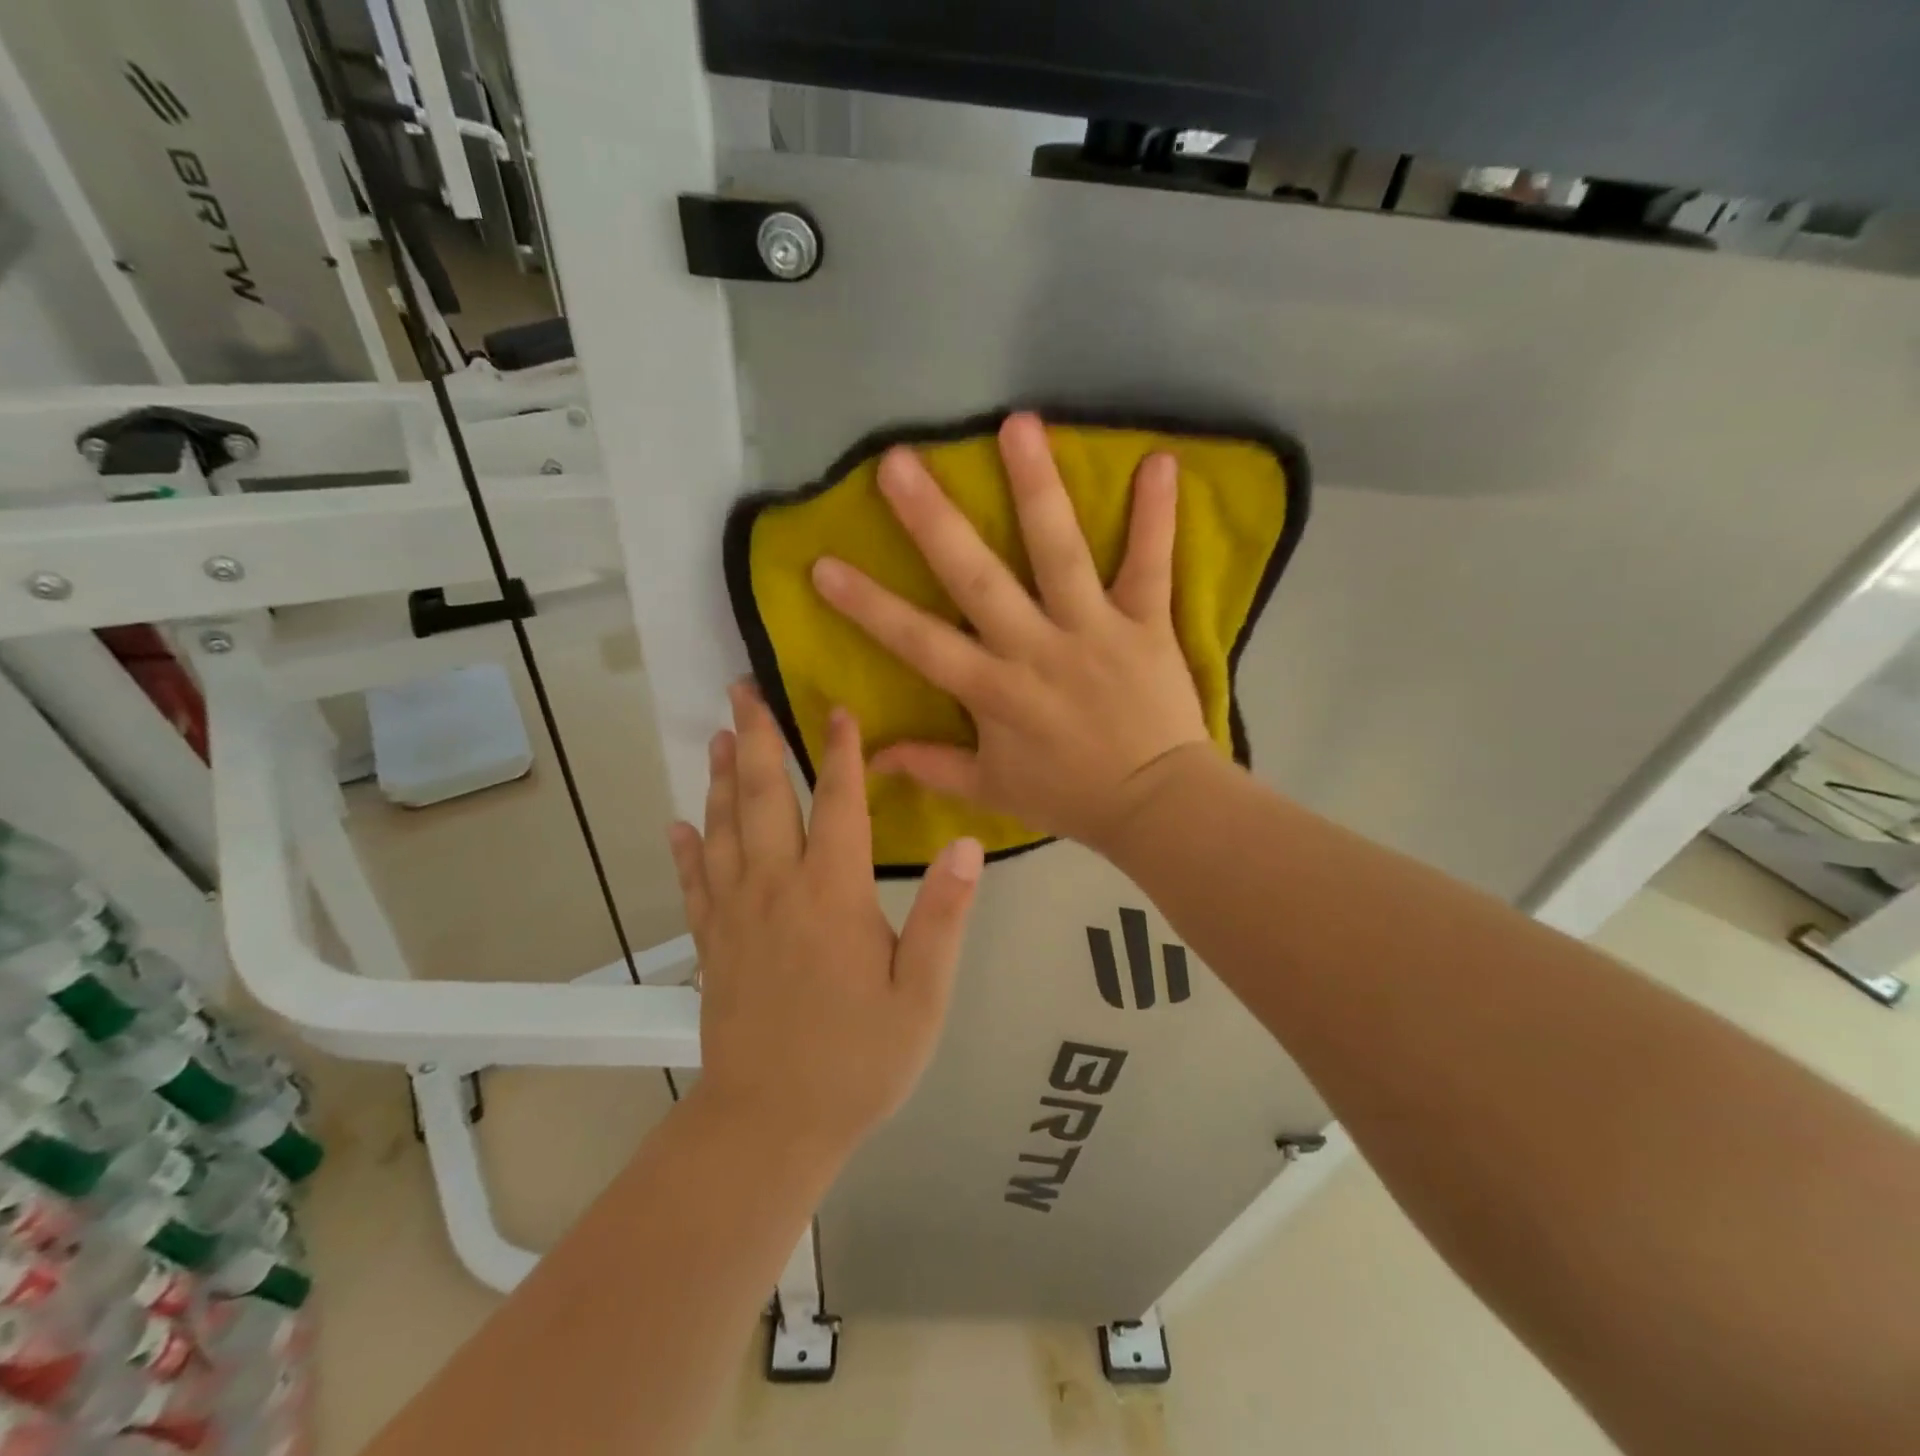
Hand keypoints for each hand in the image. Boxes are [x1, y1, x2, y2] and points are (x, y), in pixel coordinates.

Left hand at [667, 682, 982, 1152]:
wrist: (770, 1126)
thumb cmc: (858, 1060)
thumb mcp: (923, 995)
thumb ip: (943, 916)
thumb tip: (966, 845)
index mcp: (832, 894)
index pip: (838, 804)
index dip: (841, 752)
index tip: (835, 707)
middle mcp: (776, 889)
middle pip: (765, 799)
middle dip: (758, 739)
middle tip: (742, 690)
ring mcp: (735, 915)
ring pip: (723, 830)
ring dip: (722, 779)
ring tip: (720, 736)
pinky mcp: (711, 945)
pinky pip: (693, 884)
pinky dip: (684, 850)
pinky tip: (676, 824)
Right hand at [810, 412, 1212, 851]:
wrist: (1155, 806)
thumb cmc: (1069, 795)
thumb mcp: (992, 790)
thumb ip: (931, 767)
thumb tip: (870, 757)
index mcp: (994, 691)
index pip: (918, 642)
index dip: (868, 606)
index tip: (822, 565)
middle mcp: (1036, 649)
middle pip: (977, 579)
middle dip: (934, 521)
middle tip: (898, 462)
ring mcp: (1094, 630)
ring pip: (1060, 553)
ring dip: (1038, 488)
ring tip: (1017, 423)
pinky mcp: (1146, 623)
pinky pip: (1152, 565)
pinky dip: (1157, 517)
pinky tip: (1158, 461)